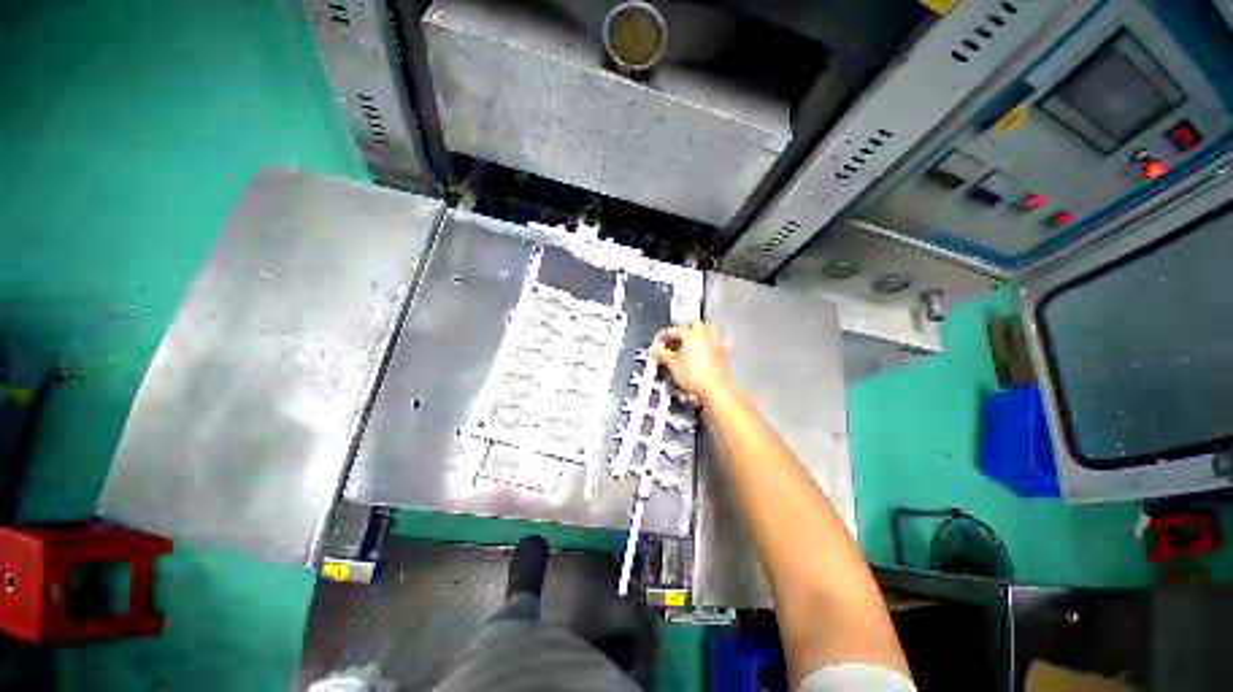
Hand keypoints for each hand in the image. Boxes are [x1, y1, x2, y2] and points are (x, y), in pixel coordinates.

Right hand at [649, 322, 730, 403]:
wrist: (714, 388)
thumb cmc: (693, 374)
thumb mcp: (672, 364)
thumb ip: (662, 354)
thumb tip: (654, 350)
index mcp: (692, 334)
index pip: (674, 330)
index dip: (664, 335)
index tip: (658, 340)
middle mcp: (706, 335)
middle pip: (694, 325)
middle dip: (684, 330)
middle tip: (674, 339)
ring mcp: (717, 343)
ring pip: (707, 332)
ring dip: (698, 335)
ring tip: (689, 344)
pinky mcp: (724, 353)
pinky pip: (716, 344)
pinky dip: (710, 345)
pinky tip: (706, 351)